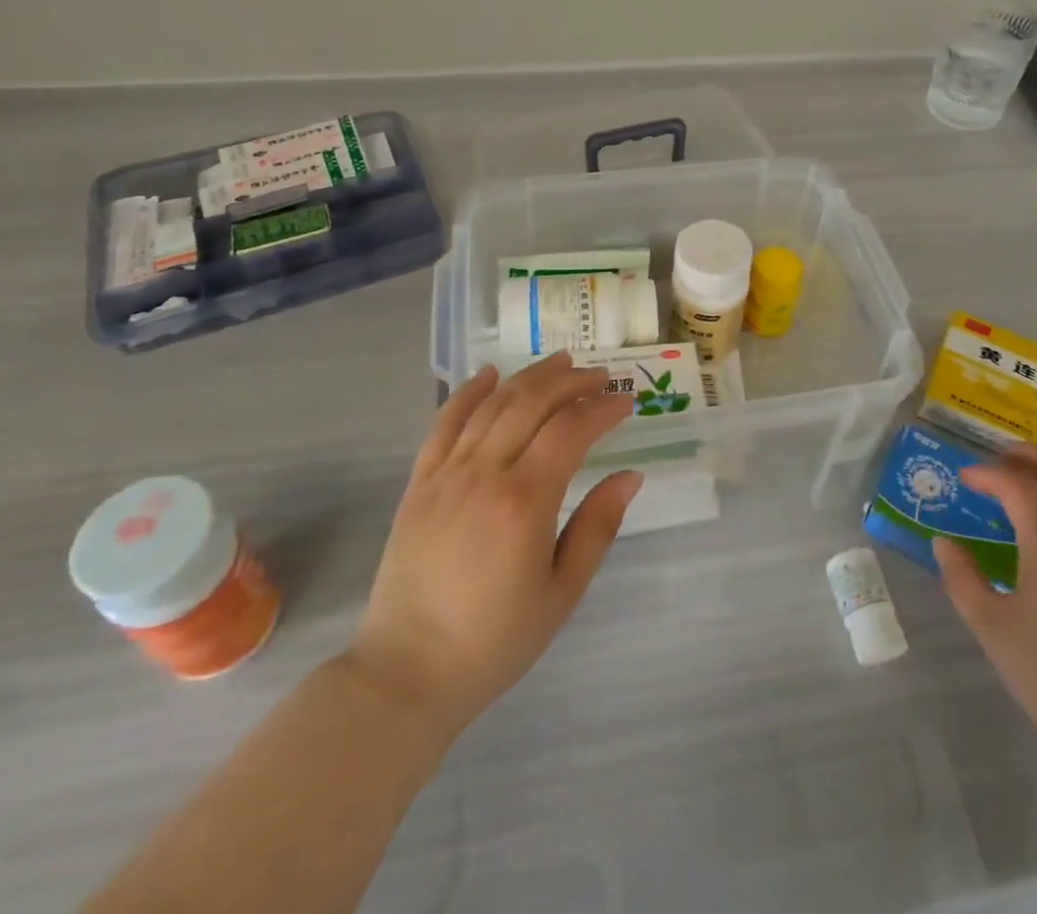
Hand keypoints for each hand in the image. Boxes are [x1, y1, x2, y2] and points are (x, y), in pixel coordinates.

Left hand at [346, 354, 639, 732]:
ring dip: (529, 377)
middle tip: (599, 375)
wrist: (406, 674)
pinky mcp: (418, 483)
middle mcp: (484, 473)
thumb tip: (630, 476)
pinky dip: (468, 392)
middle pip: (531, 403)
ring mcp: (446, 474)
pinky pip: (444, 423)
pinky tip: (489, 374)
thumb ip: (597, 527)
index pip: (571, 430)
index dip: (602, 408)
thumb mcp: (562, 593)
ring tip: (559, 362)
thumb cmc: (494, 641)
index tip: (626, 401)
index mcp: (524, 501)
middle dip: (570, 381)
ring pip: (492, 404)